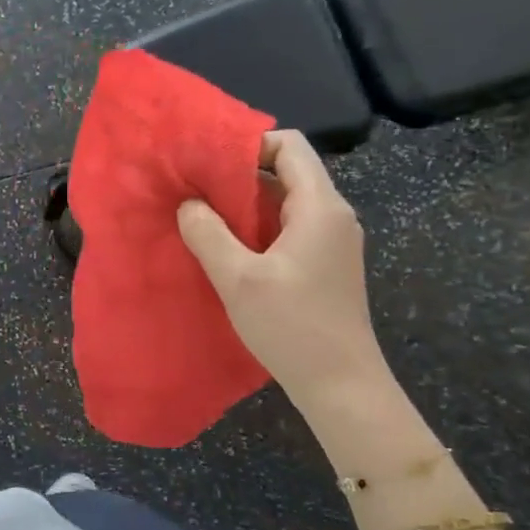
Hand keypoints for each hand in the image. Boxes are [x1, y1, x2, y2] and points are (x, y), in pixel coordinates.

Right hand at [177, 130, 387, 408]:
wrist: (341, 385)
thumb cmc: (293, 327)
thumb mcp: (239, 279)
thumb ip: (208, 234)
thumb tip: (189, 204)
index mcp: (319, 207)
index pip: (289, 146)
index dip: (248, 143)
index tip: (206, 161)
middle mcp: (332, 215)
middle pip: (287, 172)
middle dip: (239, 175)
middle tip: (194, 188)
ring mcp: (331, 242)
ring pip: (284, 203)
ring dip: (245, 205)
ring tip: (201, 216)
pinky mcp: (325, 265)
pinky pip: (288, 229)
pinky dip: (257, 229)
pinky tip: (227, 249)